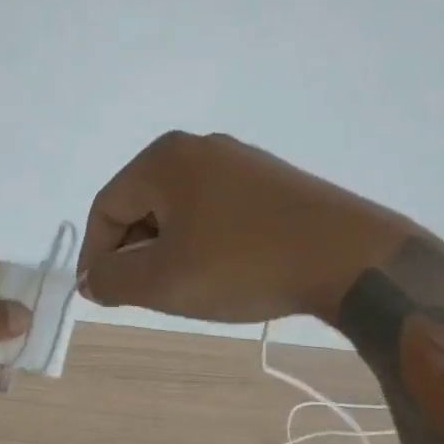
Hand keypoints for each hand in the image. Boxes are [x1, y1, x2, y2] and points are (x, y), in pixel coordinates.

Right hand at [77, 132, 407, 323]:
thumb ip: (113, 281)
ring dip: (169, 248)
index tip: (103, 296)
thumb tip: (90, 279)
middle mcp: (196, 147)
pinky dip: (203, 239)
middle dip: (136, 252)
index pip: (106, 207)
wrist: (352, 257)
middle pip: (141, 204)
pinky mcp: (269, 178)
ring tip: (186, 286)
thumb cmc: (245, 264)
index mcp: (163, 159)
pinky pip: (214, 207)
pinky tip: (223, 269)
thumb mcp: (165, 282)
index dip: (96, 254)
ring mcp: (238, 159)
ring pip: (178, 208)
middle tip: (145, 295)